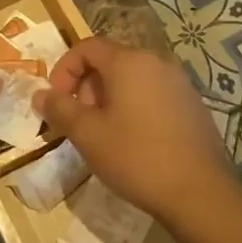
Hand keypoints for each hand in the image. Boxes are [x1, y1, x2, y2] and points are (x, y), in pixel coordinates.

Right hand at [33, 37, 238, 223]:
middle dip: (86, 87)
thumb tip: (40, 94)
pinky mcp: (193, 107)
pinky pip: (153, 96)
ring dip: (109, 100)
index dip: (64, 69)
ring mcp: (180, 84)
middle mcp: (157, 63)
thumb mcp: (88, 134)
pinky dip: (134, 109)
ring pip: (132, 80)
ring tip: (104, 136)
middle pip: (110, 62)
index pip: (87, 47)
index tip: (57, 100)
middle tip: (80, 122)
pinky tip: (134, 143)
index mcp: (129, 62)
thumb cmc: (137, 157)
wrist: (201, 195)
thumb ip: (60, 108)